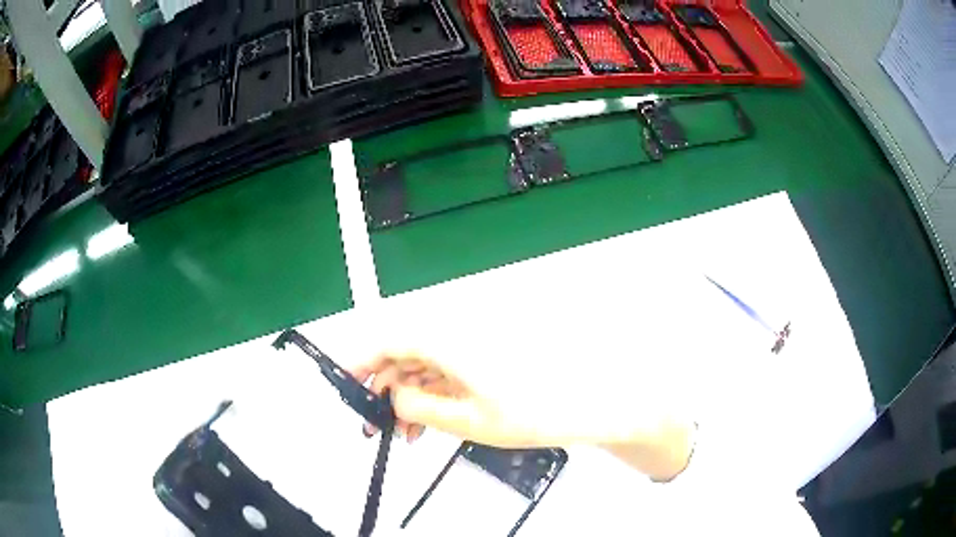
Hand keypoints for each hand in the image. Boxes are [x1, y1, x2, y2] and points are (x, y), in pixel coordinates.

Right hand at [348, 351, 555, 447]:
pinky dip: (428, 396)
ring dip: (406, 397)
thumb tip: (393, 397)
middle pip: (404, 354)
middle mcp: (457, 336)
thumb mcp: (465, 420)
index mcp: (449, 342)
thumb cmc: (531, 412)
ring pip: (422, 366)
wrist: (581, 405)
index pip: (391, 342)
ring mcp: (470, 348)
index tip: (347, 382)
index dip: (363, 361)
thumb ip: (418, 407)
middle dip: (384, 389)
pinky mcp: (481, 360)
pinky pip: (443, 373)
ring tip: (401, 431)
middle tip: (373, 422)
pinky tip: (424, 423)